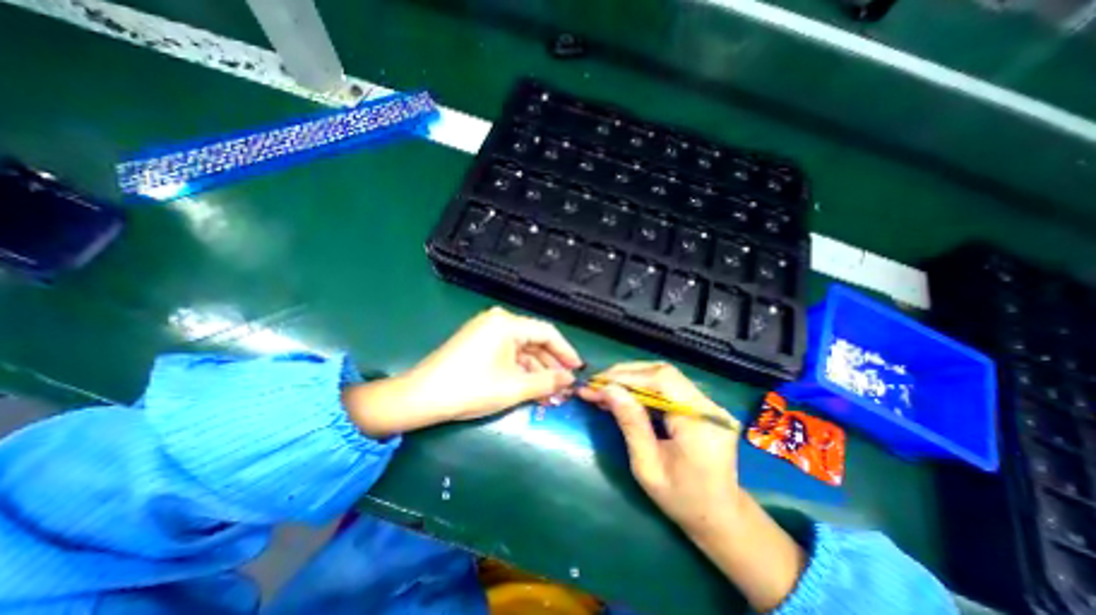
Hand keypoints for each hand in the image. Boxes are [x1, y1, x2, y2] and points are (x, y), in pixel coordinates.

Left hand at [344, 307, 581, 436]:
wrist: (421, 397)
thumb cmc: (471, 388)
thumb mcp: (514, 387)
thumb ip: (547, 381)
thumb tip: (570, 379)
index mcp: (507, 323)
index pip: (547, 333)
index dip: (566, 351)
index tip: (578, 369)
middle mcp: (498, 321)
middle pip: (534, 341)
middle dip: (551, 365)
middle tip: (564, 386)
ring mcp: (486, 331)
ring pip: (521, 350)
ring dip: (536, 371)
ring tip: (550, 394)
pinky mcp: (478, 343)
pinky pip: (507, 354)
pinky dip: (519, 370)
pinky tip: (530, 388)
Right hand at [575, 362, 745, 534]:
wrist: (720, 516)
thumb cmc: (682, 500)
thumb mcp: (647, 467)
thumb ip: (630, 424)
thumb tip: (608, 389)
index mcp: (700, 423)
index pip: (662, 381)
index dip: (627, 377)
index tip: (597, 383)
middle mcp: (709, 407)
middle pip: (663, 372)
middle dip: (626, 375)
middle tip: (597, 384)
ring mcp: (708, 403)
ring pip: (664, 375)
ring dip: (632, 379)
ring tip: (606, 389)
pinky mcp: (702, 405)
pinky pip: (668, 387)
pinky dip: (643, 387)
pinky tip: (625, 395)